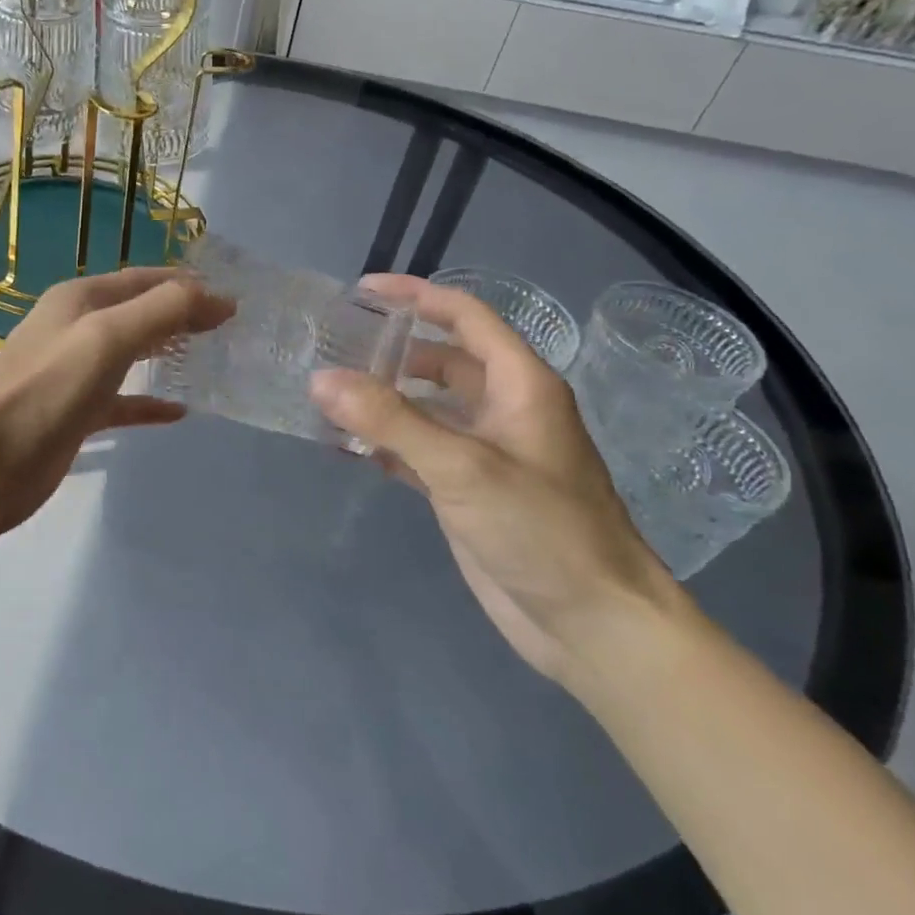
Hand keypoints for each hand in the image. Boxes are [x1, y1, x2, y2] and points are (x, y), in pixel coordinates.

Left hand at [0, 267, 233, 532]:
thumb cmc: (49, 388)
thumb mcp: (108, 337)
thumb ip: (164, 310)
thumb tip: (219, 297)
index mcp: (80, 299)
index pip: (143, 279)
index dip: (187, 284)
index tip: (232, 298)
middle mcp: (75, 328)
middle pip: (137, 313)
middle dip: (180, 315)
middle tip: (228, 327)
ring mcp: (74, 373)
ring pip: (130, 355)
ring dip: (166, 353)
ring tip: (210, 358)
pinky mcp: (75, 413)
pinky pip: (121, 401)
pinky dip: (148, 403)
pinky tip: (179, 411)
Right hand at [310, 275, 683, 683]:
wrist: (592, 623)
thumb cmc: (541, 530)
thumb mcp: (462, 467)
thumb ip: (390, 420)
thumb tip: (321, 379)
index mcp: (520, 385)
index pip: (466, 317)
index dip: (416, 296)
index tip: (362, 291)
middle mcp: (504, 409)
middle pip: (442, 360)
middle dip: (391, 351)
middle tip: (334, 347)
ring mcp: (486, 451)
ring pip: (427, 407)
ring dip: (383, 399)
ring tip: (328, 395)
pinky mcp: (468, 490)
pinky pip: (419, 450)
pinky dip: (385, 443)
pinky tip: (347, 448)